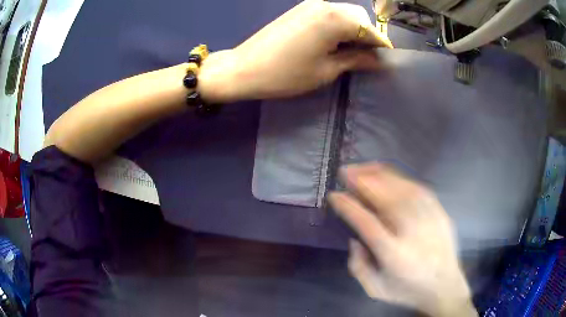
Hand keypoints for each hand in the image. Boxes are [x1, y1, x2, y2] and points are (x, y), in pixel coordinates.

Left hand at [198, 0, 391, 102]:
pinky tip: (334, 41)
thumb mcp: (327, 70)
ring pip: (345, 14)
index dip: (380, 47)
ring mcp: (311, 4)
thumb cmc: (287, 74)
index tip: (386, 61)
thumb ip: (356, 60)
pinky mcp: (301, 8)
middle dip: (367, 36)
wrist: (244, 68)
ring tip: (350, 52)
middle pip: (359, 17)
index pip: (370, 30)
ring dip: (353, 30)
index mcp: (336, 19)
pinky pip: (329, 14)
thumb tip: (377, 60)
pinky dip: (338, 26)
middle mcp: (326, 5)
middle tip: (366, 58)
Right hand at [328, 164, 477, 316]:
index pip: (366, 222)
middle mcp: (411, 231)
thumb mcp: (376, 289)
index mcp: (393, 253)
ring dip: (378, 174)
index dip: (348, 205)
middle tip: (345, 173)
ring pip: (401, 186)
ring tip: (363, 169)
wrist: (445, 285)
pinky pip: (416, 186)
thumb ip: (358, 267)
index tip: (335, 195)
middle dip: (362, 181)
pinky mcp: (438, 211)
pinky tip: (388, 176)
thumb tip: (355, 240)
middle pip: (384, 197)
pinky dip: (399, 178)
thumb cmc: (408, 289)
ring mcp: (428, 217)